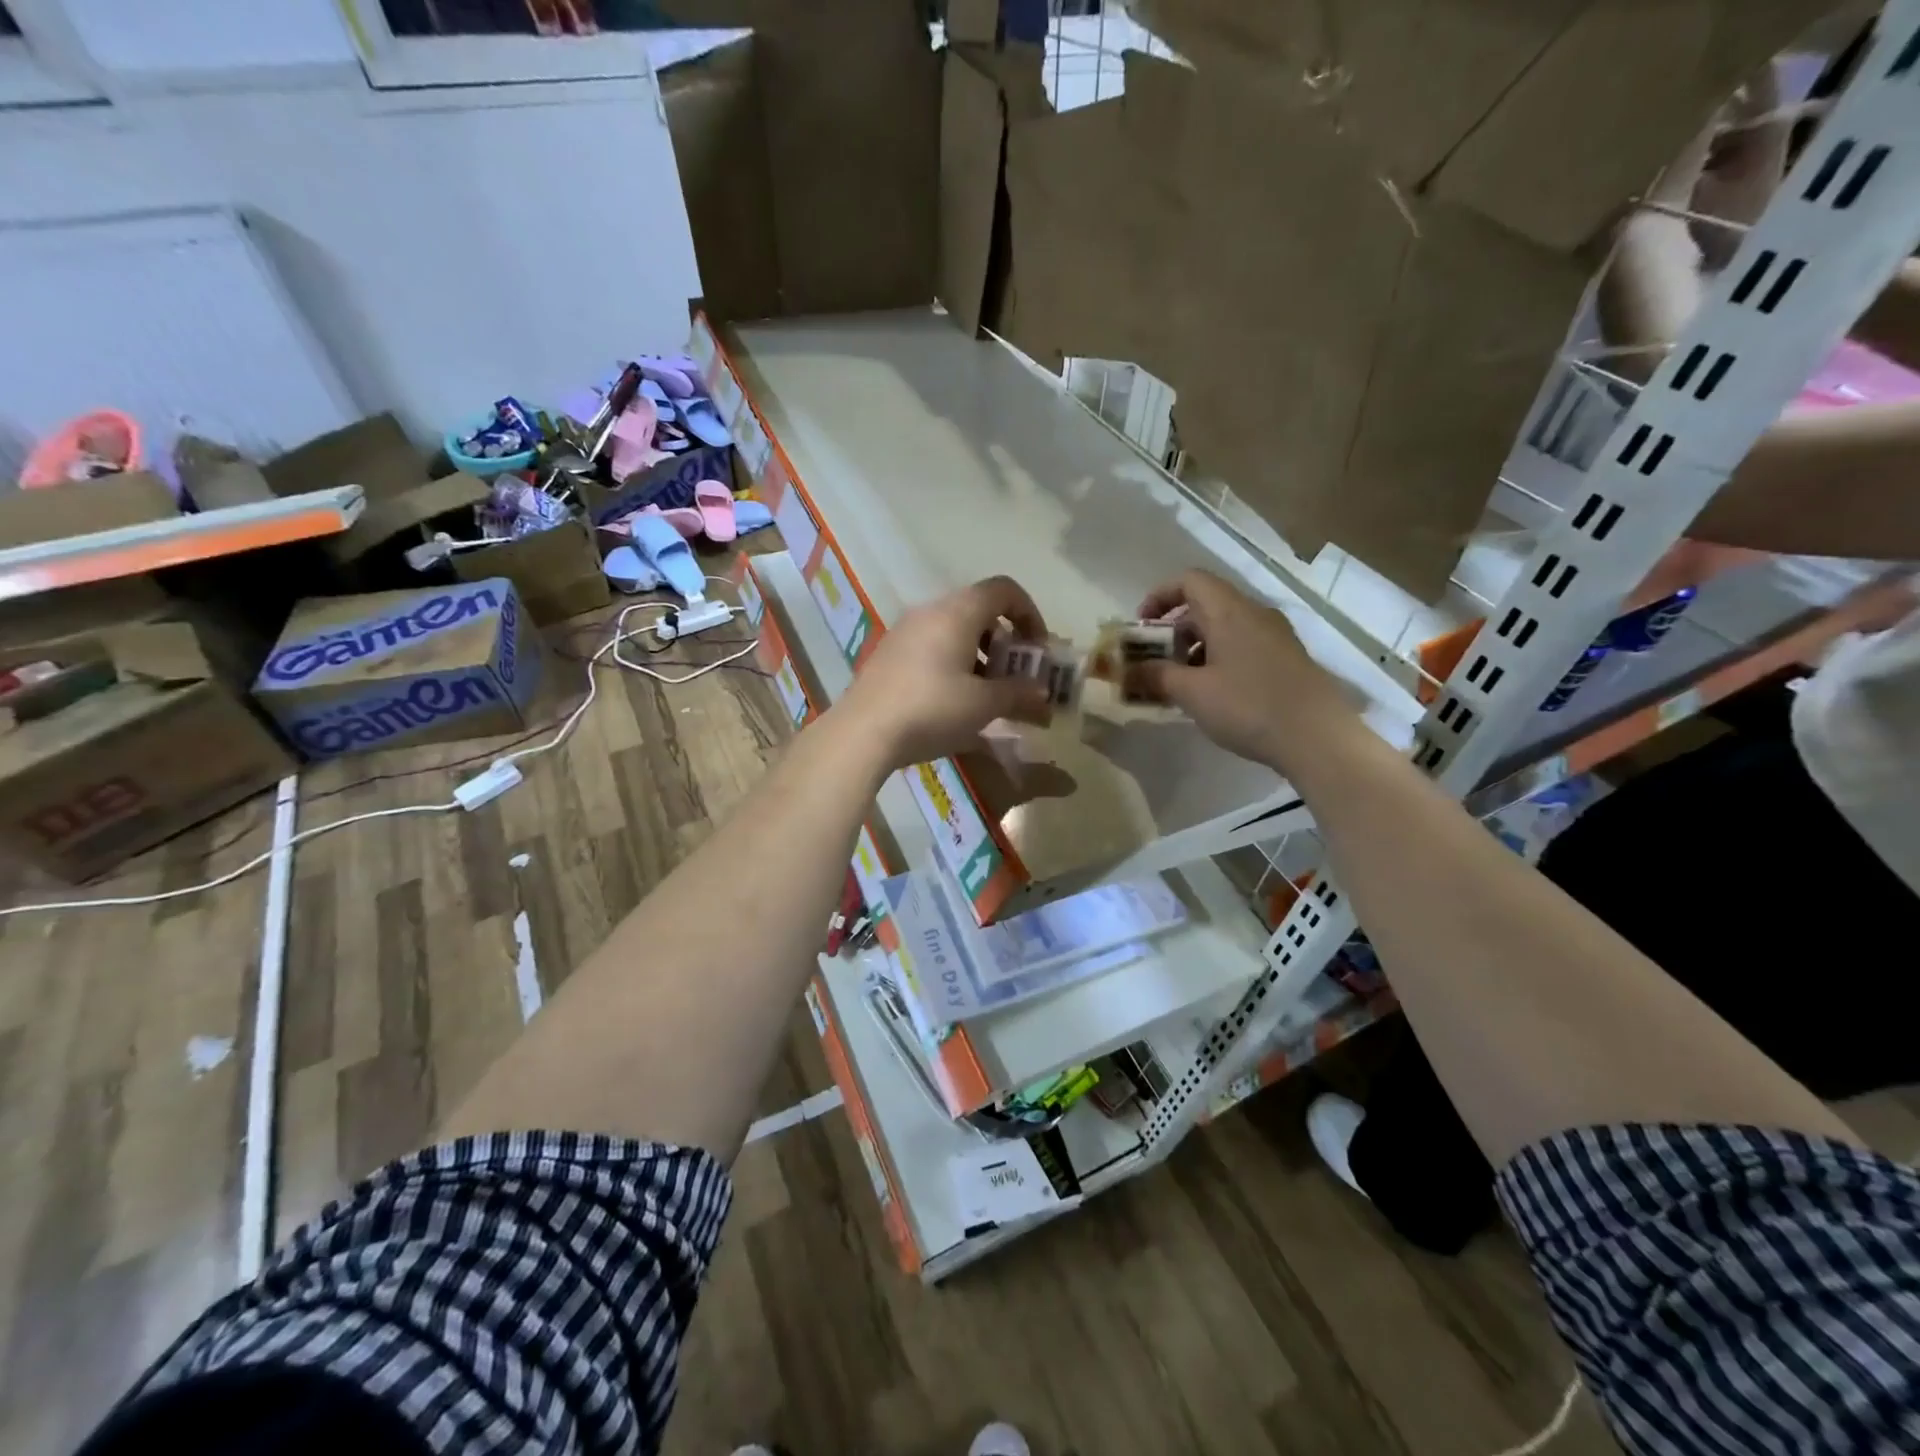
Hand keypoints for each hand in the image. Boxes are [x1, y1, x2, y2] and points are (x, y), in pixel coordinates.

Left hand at [835, 576, 1052, 771]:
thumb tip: (1042, 693)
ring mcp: (904, 633)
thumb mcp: (984, 705)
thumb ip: (1019, 694)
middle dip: (1006, 643)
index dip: (1029, 614)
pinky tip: (954, 704)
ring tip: (988, 696)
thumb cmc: (933, 709)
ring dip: (980, 657)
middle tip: (1015, 678)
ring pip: (954, 632)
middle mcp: (930, 612)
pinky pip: (932, 649)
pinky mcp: (888, 656)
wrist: (863, 733)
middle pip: (979, 612)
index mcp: (957, 612)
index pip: (1004, 590)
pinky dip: (953, 666)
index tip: (1037, 650)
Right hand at [1130, 569, 1350, 771]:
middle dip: (1173, 630)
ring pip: (1224, 628)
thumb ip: (1156, 676)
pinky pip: (1243, 646)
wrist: (1318, 738)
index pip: (1189, 581)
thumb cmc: (1248, 706)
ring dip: (1194, 649)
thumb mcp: (1192, 693)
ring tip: (1179, 684)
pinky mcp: (1286, 659)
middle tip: (1154, 662)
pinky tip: (1212, 695)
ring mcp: (1275, 636)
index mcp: (1229, 611)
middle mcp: (1254, 614)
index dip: (1159, 596)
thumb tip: (1128, 671)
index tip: (1141, 628)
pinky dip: (1218, 659)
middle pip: (1205, 605)